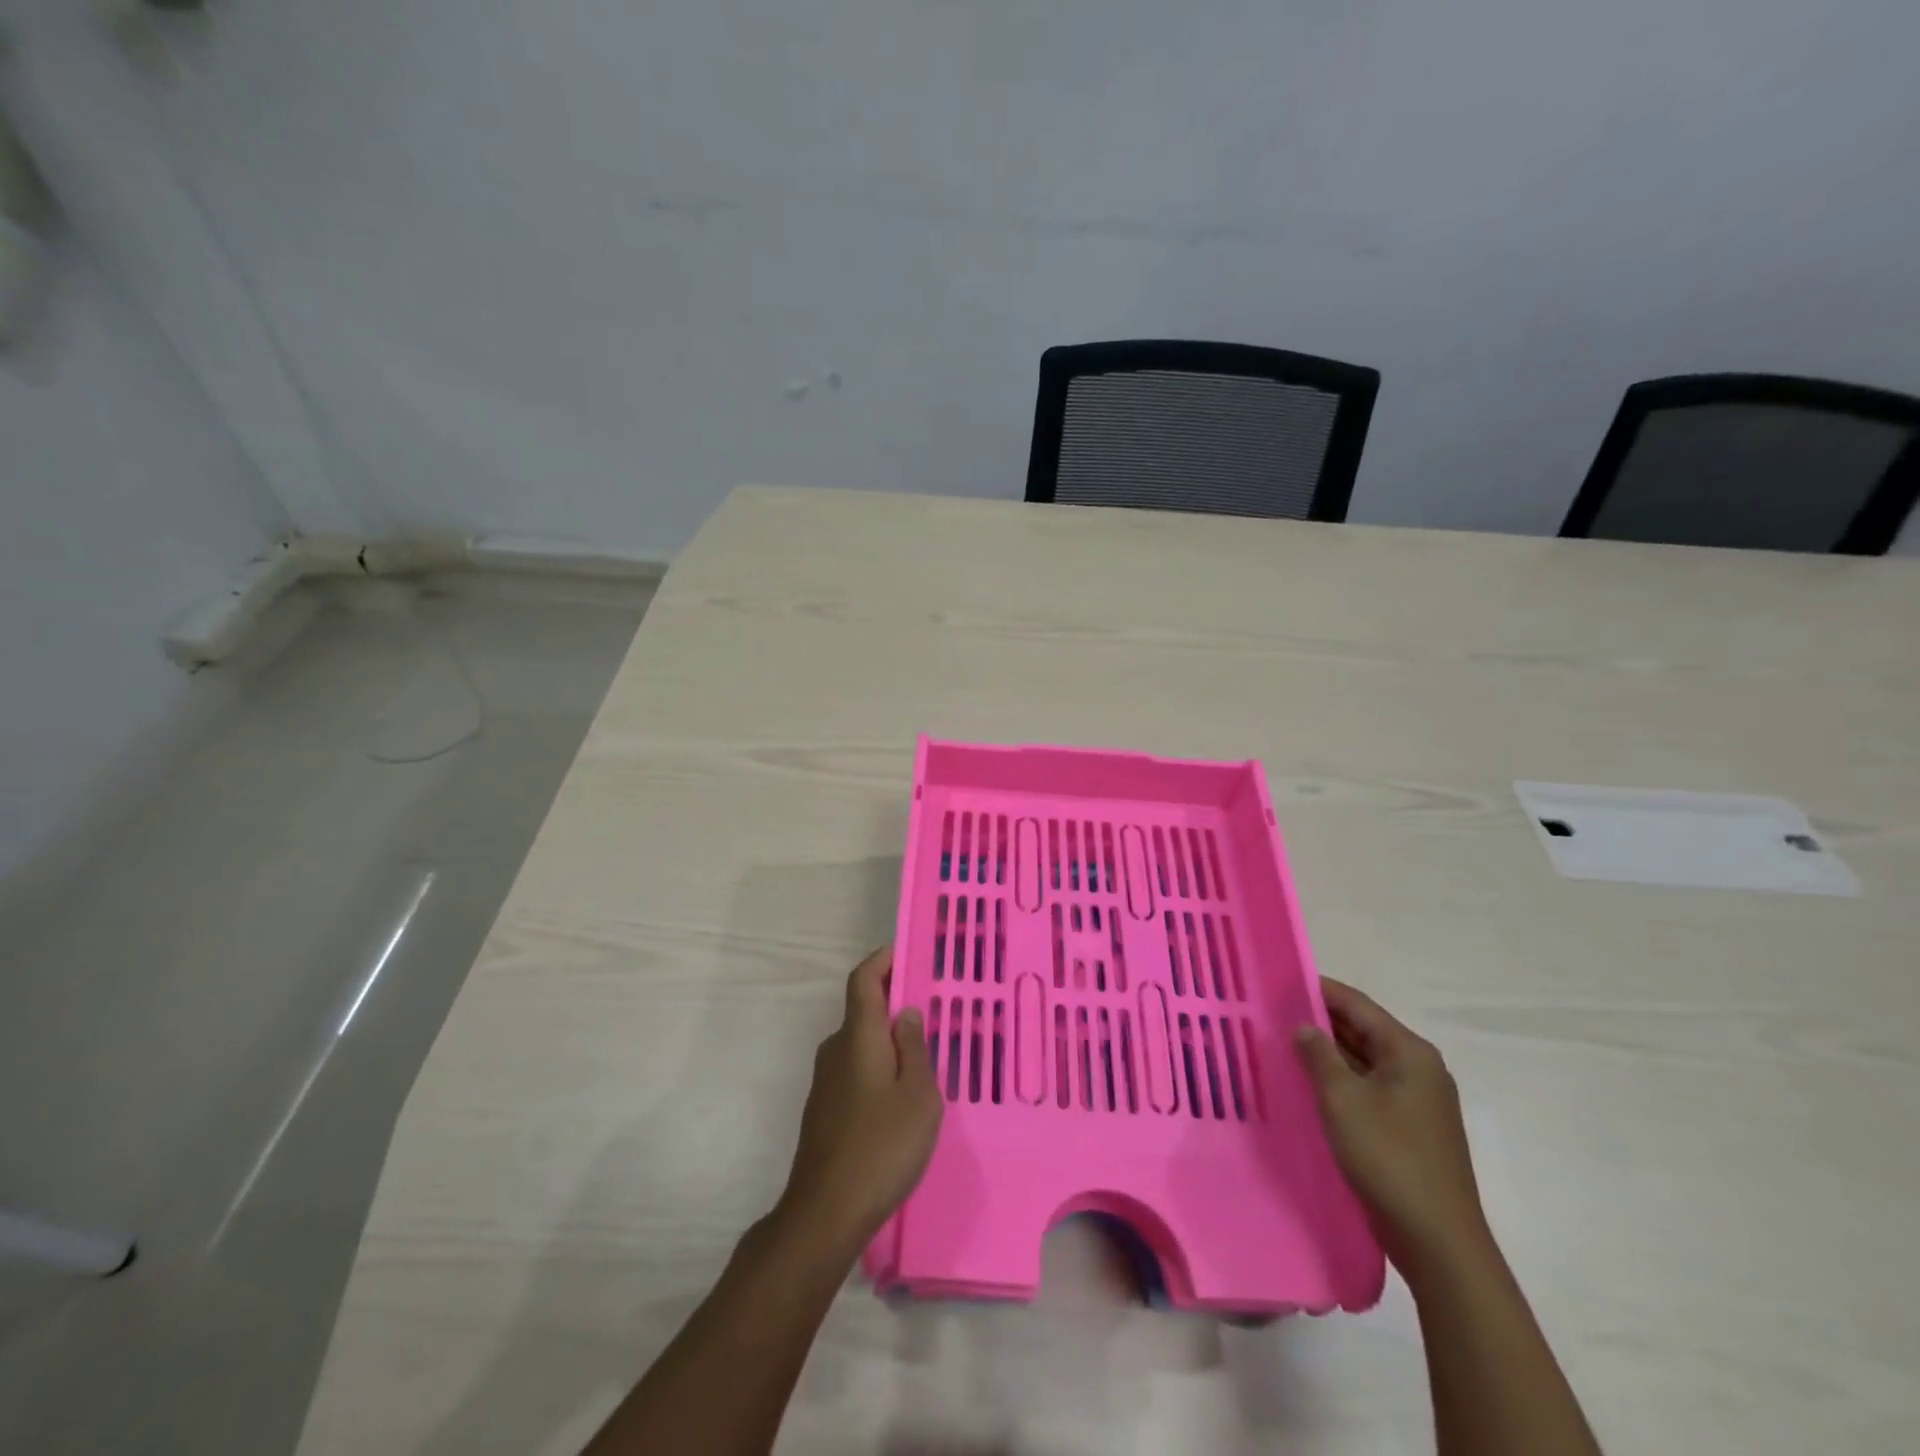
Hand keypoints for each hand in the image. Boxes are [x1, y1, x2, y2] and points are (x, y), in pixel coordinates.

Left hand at [778, 946, 942, 1249]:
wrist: (825, 1213)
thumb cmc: (881, 1147)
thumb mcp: (918, 1096)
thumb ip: (914, 1048)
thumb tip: (905, 1013)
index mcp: (858, 1036)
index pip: (863, 979)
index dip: (882, 959)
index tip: (908, 951)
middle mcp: (836, 1049)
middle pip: (864, 1010)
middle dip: (895, 1002)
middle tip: (934, 1011)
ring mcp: (826, 1081)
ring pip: (862, 1044)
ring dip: (889, 1039)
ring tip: (926, 1057)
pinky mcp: (825, 1109)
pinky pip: (857, 1070)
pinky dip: (879, 1066)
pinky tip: (902, 1097)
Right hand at [1294, 978, 1487, 1271]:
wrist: (1437, 1240)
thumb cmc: (1388, 1157)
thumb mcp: (1342, 1100)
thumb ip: (1319, 1055)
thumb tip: (1305, 1027)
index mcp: (1409, 1053)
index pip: (1358, 1005)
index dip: (1319, 990)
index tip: (1280, 982)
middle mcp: (1419, 1069)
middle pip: (1363, 1030)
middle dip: (1321, 1021)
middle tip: (1274, 1013)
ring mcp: (1418, 1101)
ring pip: (1364, 1061)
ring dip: (1328, 1053)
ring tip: (1283, 1044)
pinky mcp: (1410, 1128)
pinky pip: (1369, 1088)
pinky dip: (1340, 1081)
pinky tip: (1309, 1085)